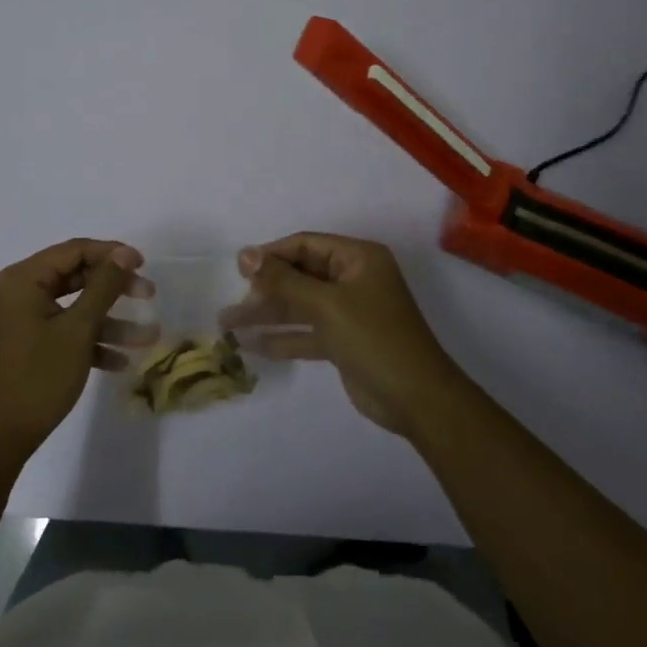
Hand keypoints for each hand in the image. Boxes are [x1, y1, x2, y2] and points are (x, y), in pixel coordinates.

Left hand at [0, 239, 157, 466]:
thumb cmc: (38, 377)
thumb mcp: (78, 330)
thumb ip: (104, 286)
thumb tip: (125, 253)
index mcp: (24, 278)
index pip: (74, 250)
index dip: (111, 254)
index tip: (144, 264)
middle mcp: (19, 291)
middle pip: (76, 276)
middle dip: (114, 288)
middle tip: (148, 295)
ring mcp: (22, 319)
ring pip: (74, 307)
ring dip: (109, 321)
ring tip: (147, 337)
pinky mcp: (27, 344)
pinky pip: (63, 330)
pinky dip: (90, 340)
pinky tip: (120, 361)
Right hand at [220, 232, 467, 436]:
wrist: (419, 401)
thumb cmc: (375, 339)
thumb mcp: (327, 305)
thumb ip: (284, 280)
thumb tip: (245, 254)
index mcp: (358, 258)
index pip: (305, 245)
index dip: (271, 255)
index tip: (239, 269)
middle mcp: (353, 279)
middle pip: (300, 275)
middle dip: (265, 289)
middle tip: (232, 303)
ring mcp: (349, 311)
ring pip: (300, 305)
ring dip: (268, 314)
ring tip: (228, 324)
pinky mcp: (344, 342)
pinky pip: (307, 331)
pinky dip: (283, 337)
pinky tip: (251, 345)